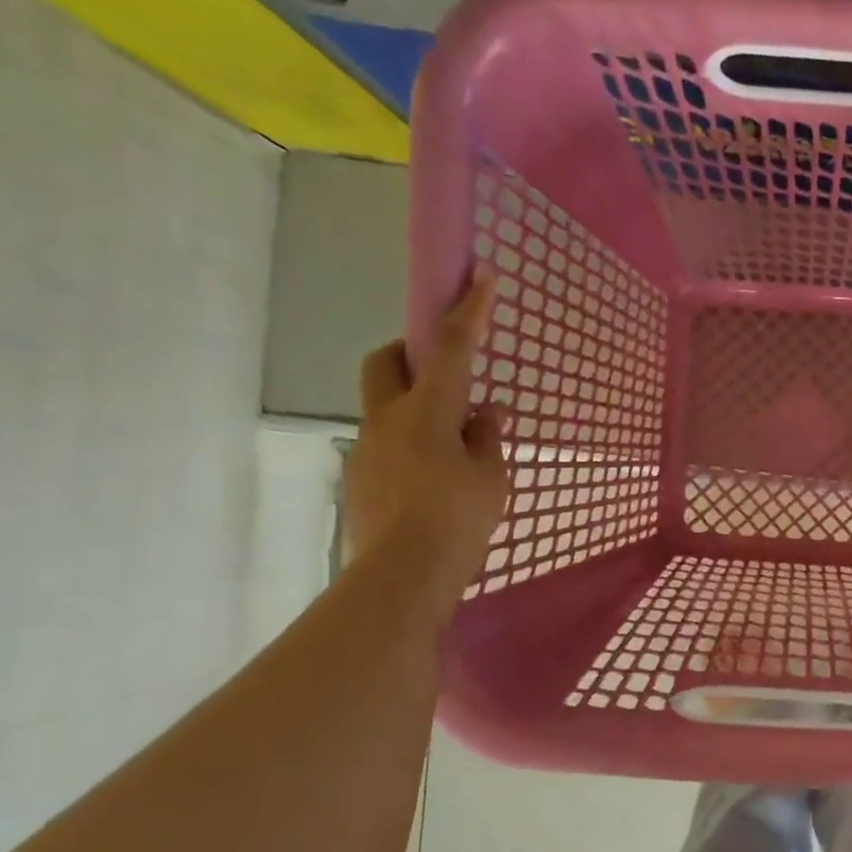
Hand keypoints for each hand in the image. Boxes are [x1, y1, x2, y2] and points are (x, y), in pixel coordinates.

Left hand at [344, 276, 507, 612]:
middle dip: (410, 351)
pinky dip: (413, 445)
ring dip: (417, 408)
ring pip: (386, 406)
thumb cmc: (456, 521)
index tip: (480, 274)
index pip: (452, 348)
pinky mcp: (361, 479)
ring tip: (456, 447)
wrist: (401, 577)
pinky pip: (388, 444)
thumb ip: (487, 438)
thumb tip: (486, 414)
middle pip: (385, 361)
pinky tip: (437, 480)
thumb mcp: (490, 477)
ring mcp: (368, 449)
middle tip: (444, 372)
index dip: (469, 309)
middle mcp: (388, 420)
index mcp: (427, 412)